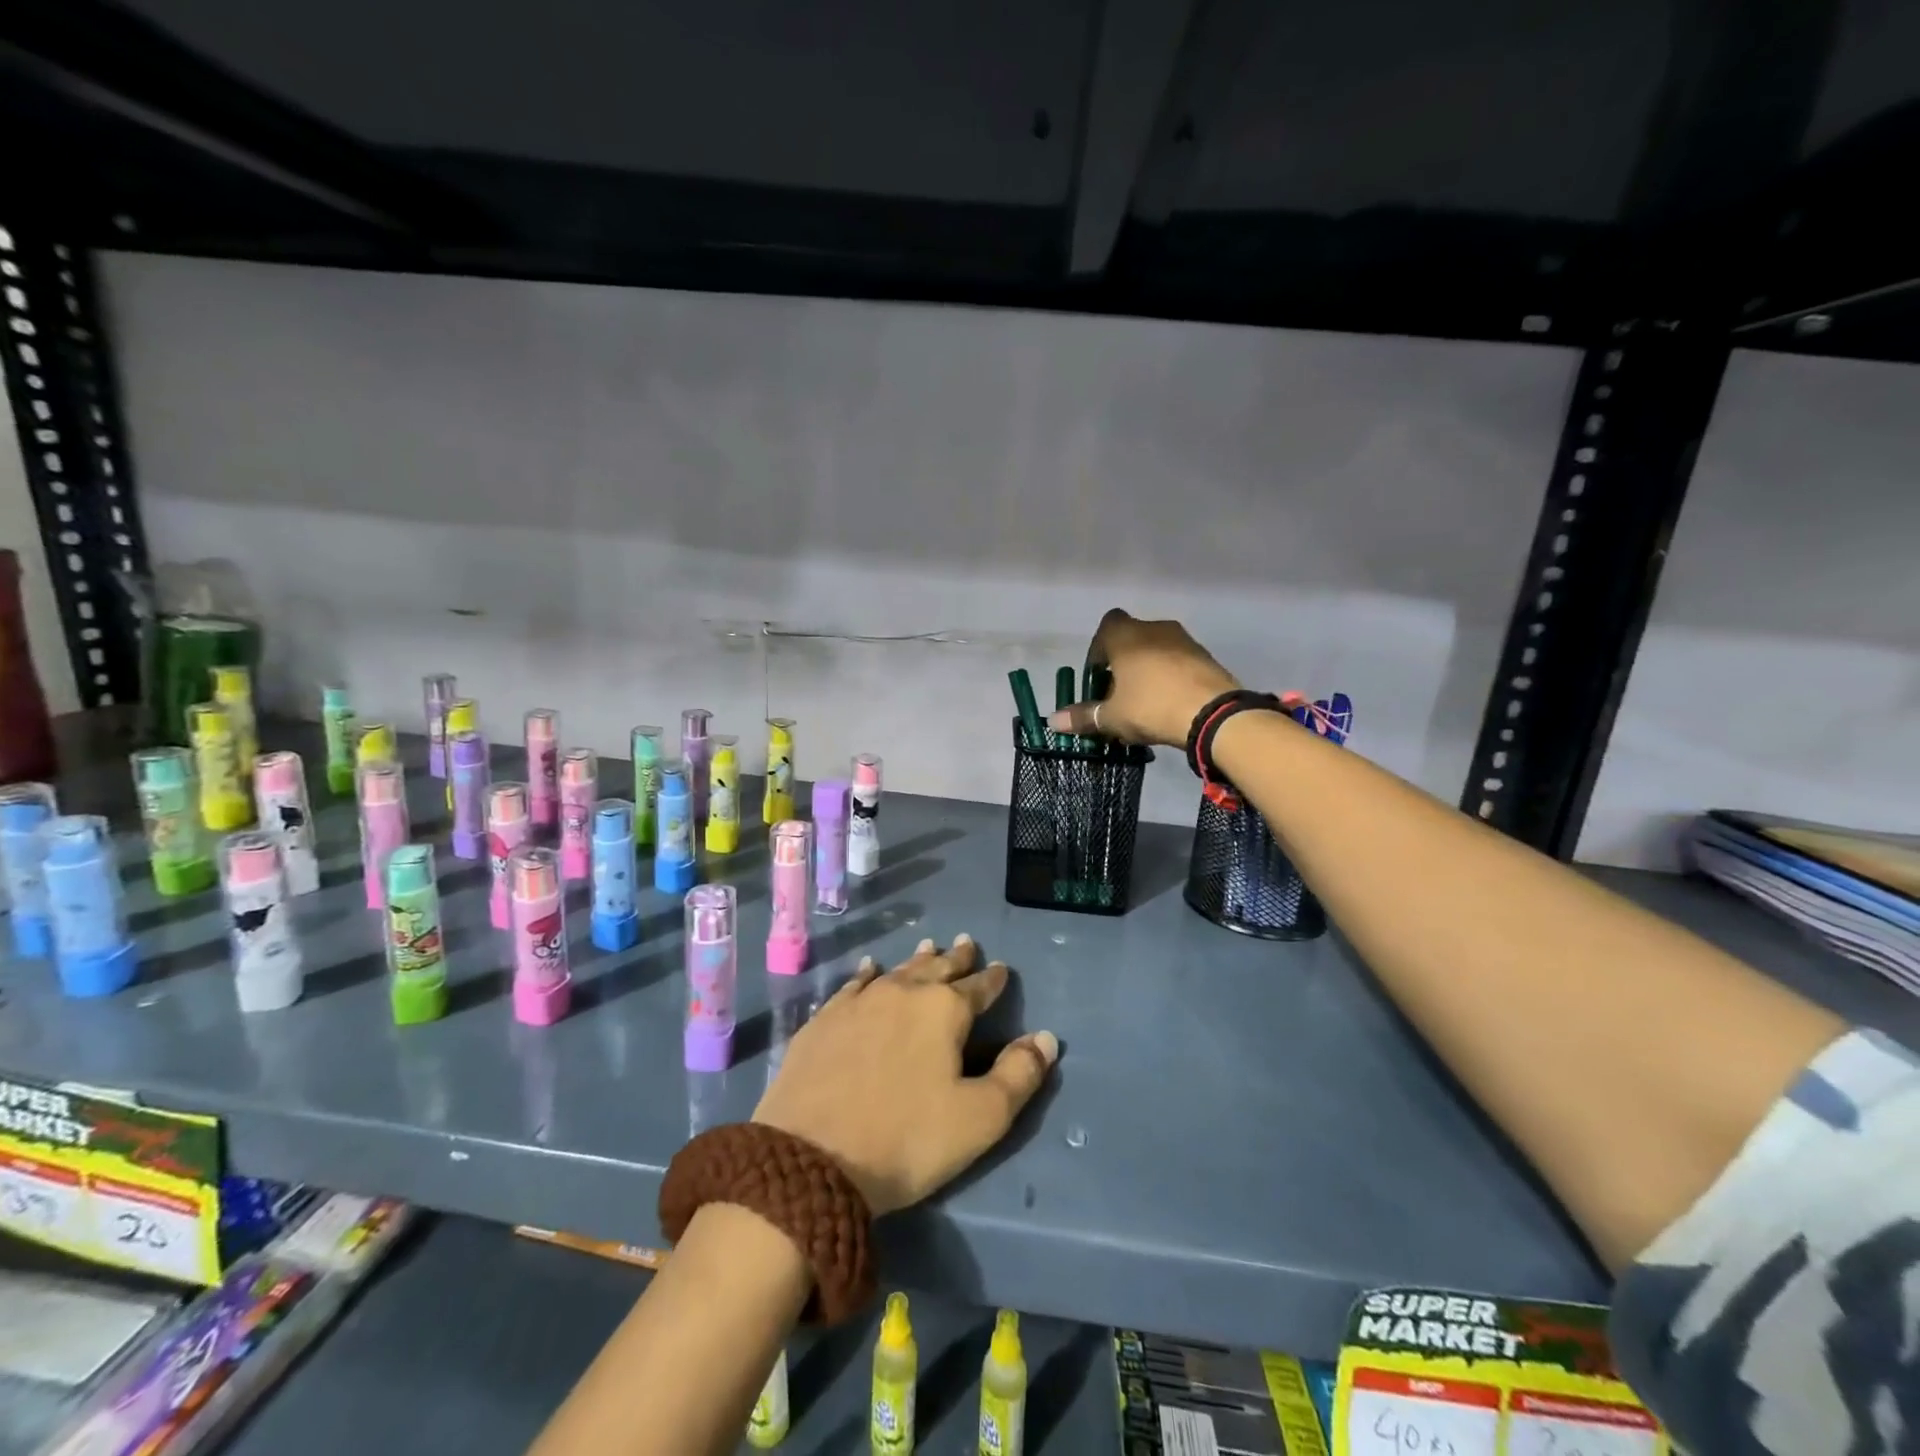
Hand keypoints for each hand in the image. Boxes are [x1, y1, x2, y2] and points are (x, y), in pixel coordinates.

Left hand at [752, 936, 1058, 1215]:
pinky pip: (855, 983)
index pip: (978, 987)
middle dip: (956, 957)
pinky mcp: (825, 1018)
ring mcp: (859, 1001)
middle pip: (937, 967)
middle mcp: (903, 992)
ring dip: (917, 960)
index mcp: (944, 1010)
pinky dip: (869, 973)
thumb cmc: (905, 1140)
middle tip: (967, 943)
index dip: (993, 979)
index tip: (1000, 969)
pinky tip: (870, 968)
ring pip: (898, 970)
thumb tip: (1046, 1038)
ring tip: (929, 946)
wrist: (808, 1158)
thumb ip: (1018, 1075)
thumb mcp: (979, 1119)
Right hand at [1047, 608, 1237, 746]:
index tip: (1098, 676)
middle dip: (1122, 662)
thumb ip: (1084, 717)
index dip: (1098, 649)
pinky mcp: (1206, 656)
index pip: (1107, 625)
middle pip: (1132, 638)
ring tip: (1145, 701)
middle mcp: (1155, 629)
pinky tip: (1170, 703)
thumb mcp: (1112, 717)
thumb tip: (1053, 722)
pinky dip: (1170, 676)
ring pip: (1157, 649)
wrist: (1213, 713)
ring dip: (1148, 669)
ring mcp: (1185, 640)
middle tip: (1119, 693)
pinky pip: (1179, 661)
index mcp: (1127, 636)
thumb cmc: (1151, 706)